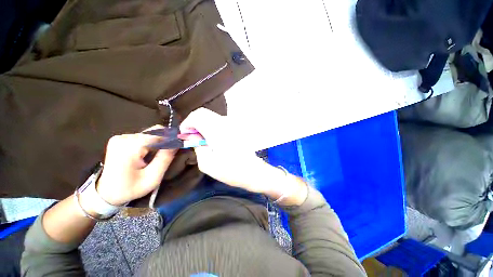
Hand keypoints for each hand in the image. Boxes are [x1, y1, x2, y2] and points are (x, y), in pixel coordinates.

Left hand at [96, 126, 176, 205]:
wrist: (106, 193)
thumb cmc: (130, 188)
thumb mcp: (152, 177)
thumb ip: (165, 158)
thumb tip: (177, 142)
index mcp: (129, 147)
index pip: (158, 134)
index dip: (171, 138)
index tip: (180, 145)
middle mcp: (123, 138)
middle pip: (154, 131)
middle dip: (165, 140)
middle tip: (171, 152)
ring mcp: (120, 137)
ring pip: (150, 133)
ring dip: (158, 142)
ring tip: (159, 154)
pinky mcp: (120, 139)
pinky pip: (143, 136)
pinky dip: (151, 142)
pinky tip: (149, 153)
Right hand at [180, 108, 307, 204]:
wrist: (253, 171)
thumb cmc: (231, 171)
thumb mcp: (208, 164)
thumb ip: (197, 147)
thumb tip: (191, 137)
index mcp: (217, 130)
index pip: (197, 115)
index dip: (187, 123)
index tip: (185, 136)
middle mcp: (225, 123)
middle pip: (204, 113)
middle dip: (194, 123)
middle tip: (192, 138)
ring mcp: (232, 124)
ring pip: (212, 117)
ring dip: (203, 125)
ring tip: (201, 140)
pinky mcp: (236, 128)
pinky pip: (219, 122)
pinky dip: (211, 127)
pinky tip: (212, 139)